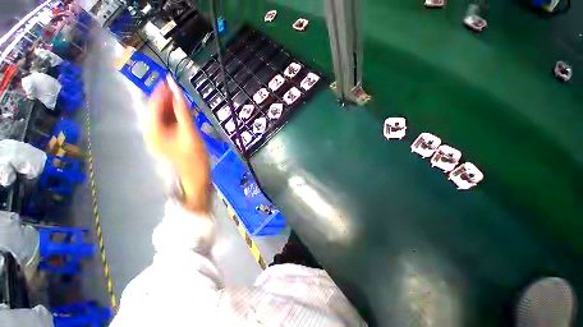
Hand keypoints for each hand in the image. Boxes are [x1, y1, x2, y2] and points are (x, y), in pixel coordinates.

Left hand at [145, 75, 210, 213]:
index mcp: (153, 131)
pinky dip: (175, 116)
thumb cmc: (194, 158)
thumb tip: (177, 89)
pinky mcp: (167, 140)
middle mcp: (152, 132)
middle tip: (179, 89)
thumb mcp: (190, 133)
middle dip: (167, 98)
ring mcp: (159, 137)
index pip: (154, 105)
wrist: (196, 177)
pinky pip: (169, 124)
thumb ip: (183, 111)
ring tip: (183, 99)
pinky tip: (184, 113)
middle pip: (156, 110)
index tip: (169, 78)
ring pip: (163, 116)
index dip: (161, 91)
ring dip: (172, 107)